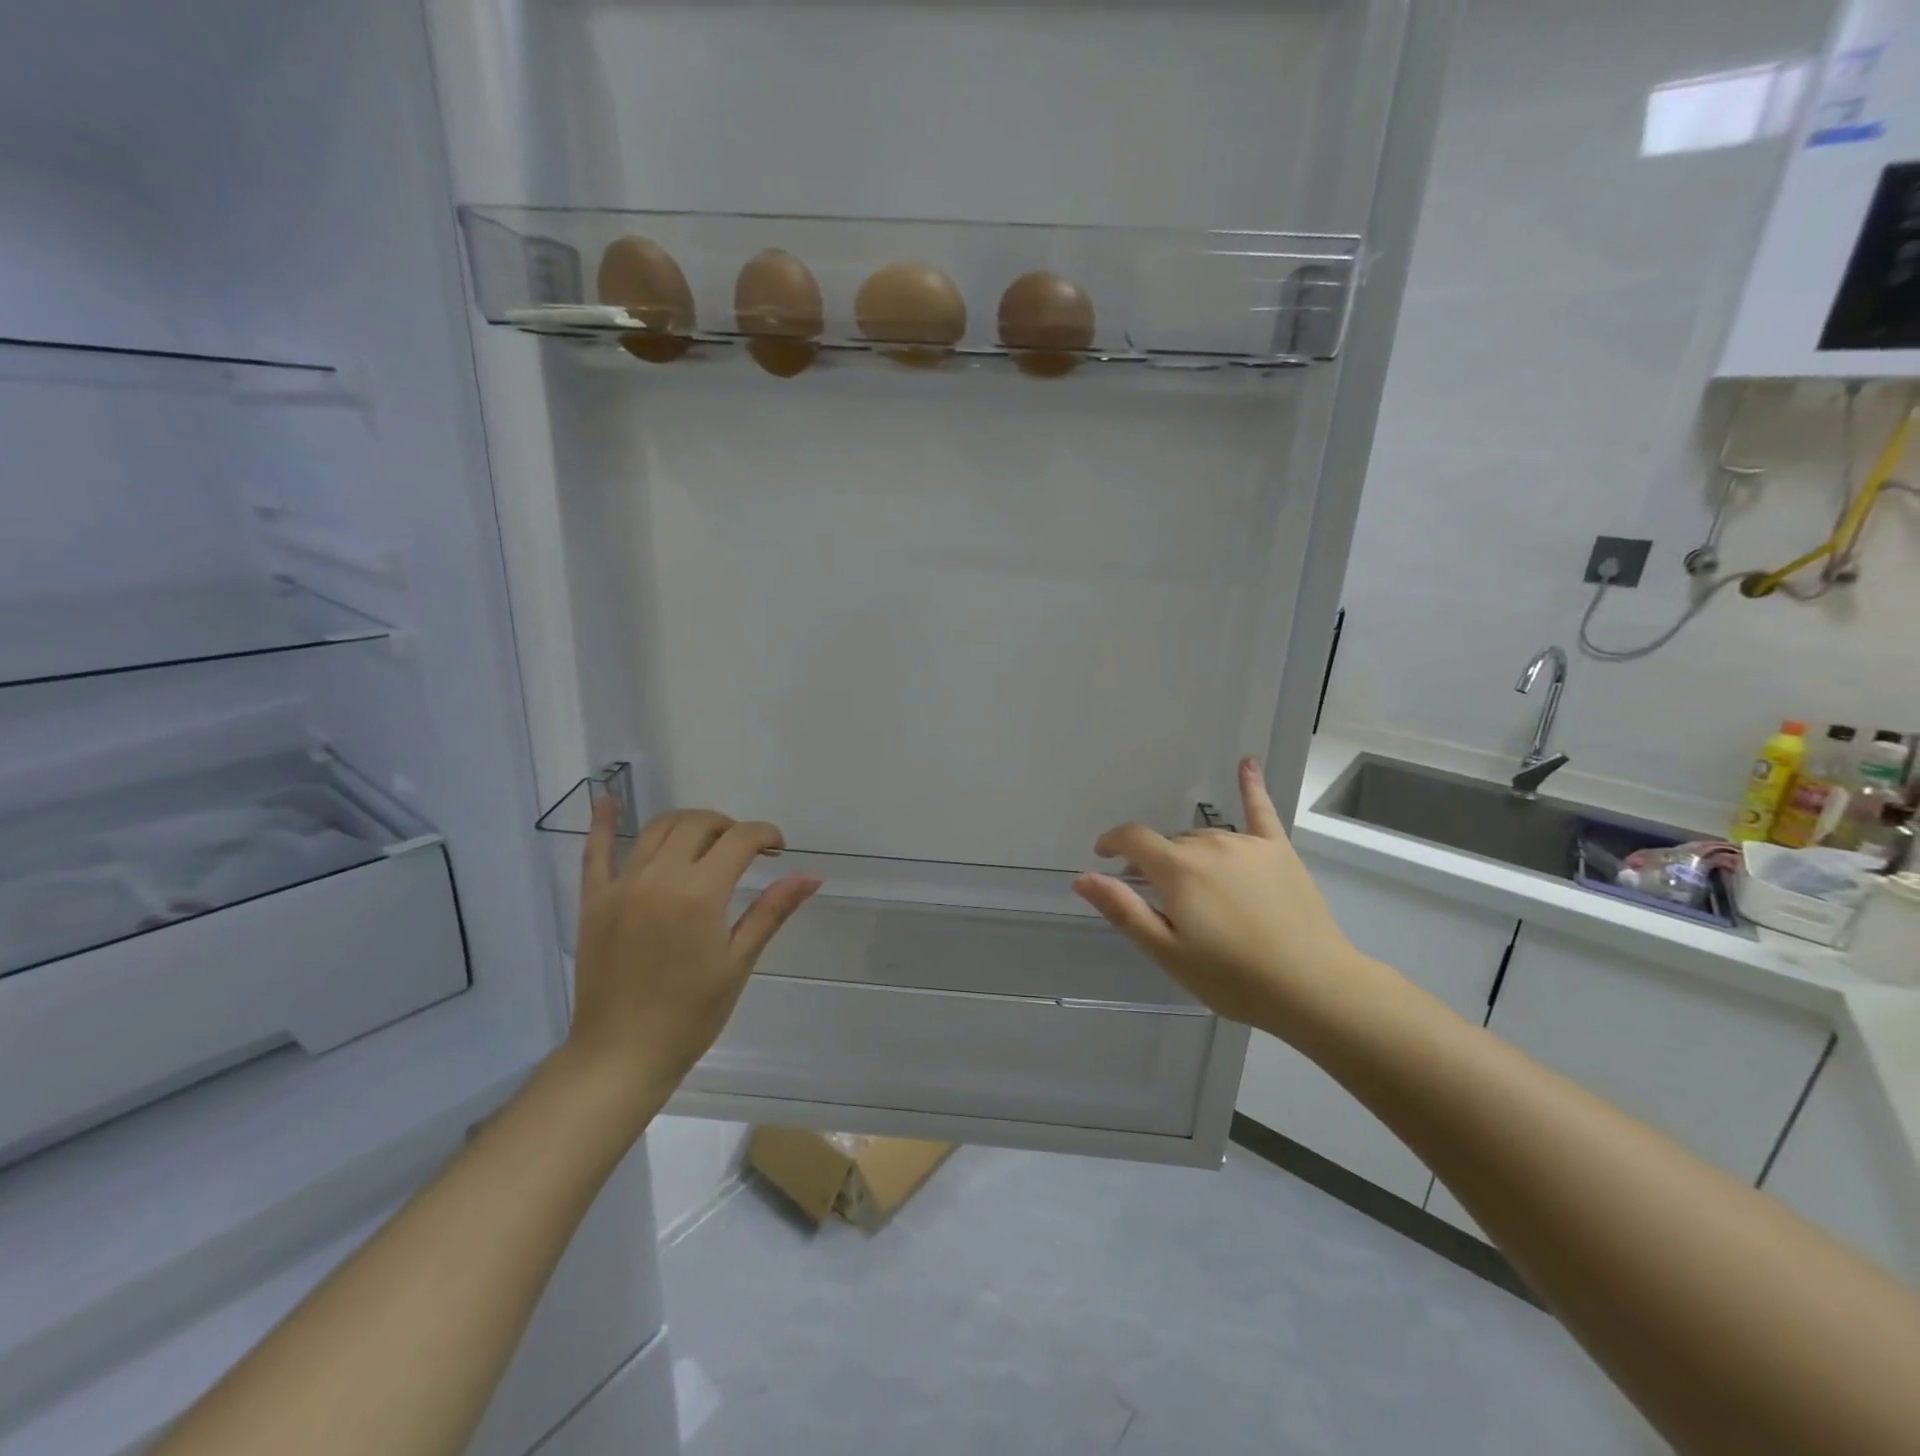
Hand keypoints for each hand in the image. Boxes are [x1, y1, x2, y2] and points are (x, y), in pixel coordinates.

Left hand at [565, 799, 820, 1108]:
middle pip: (699, 824)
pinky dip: (603, 823)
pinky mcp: (594, 900)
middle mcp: (658, 876)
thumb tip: (811, 876)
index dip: (765, 835)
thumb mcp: (739, 961)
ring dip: (689, 824)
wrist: (621, 1054)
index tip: (779, 849)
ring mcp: (621, 885)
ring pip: (658, 828)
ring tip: (707, 841)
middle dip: (729, 826)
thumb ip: (771, 910)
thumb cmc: (690, 1014)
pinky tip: (608, 799)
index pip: (740, 840)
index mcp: (699, 893)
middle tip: (746, 850)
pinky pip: (595, 852)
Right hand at [1074, 758, 1379, 1039]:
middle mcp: (1209, 845)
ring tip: (1190, 884)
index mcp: (1178, 869)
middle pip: (1169, 843)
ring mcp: (1247, 844)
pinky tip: (1247, 761)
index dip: (1112, 843)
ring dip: (1188, 853)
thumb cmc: (1232, 978)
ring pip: (1203, 837)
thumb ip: (1124, 909)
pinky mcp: (1278, 850)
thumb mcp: (1167, 952)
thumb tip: (1082, 877)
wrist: (1313, 988)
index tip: (1102, 856)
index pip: (1133, 839)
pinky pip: (1260, 810)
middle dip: (1153, 861)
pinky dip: (1251, 785)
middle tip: (1154, 896)